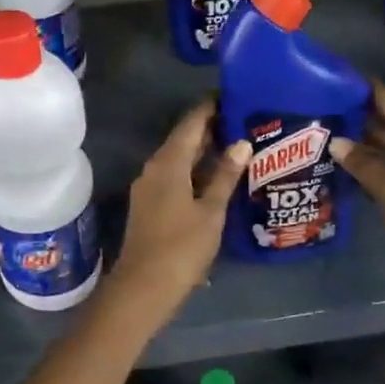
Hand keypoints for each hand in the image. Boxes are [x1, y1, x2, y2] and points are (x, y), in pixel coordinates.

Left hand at [109, 98, 249, 316]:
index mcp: (168, 163)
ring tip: (234, 145)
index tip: (232, 96)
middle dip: (209, 129)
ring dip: (202, 152)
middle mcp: (154, 168)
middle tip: (241, 120)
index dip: (210, 108)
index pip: (190, 124)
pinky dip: (193, 171)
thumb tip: (242, 143)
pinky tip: (214, 178)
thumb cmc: (182, 247)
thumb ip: (225, 176)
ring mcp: (148, 188)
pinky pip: (173, 177)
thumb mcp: (211, 211)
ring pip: (177, 160)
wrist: (143, 287)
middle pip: (182, 140)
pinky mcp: (149, 206)